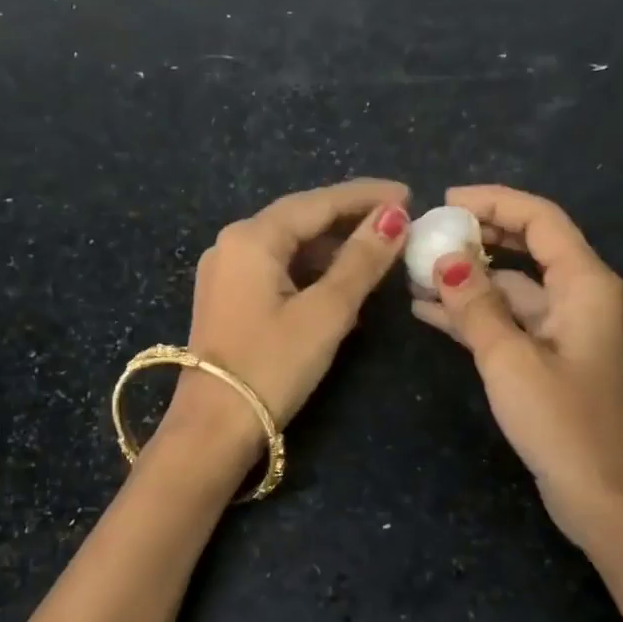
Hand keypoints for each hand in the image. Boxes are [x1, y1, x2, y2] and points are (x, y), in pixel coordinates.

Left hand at [157, 178, 411, 464]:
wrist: (214, 427)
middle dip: (350, 219)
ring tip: (378, 253)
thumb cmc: (272, 365)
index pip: (318, 202)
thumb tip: (394, 217)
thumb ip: (361, 261)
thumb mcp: (326, 312)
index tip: (409, 194)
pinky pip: (277, 270)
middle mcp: (232, 244)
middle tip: (399, 221)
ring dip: (332, 248)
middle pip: (301, 219)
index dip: (366, 196)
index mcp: (252, 238)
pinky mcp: (228, 299)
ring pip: (289, 246)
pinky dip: (311, 272)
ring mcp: (225, 272)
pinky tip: (341, 285)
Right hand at [412, 185, 622, 548]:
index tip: (445, 201)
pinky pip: (508, 320)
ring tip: (415, 273)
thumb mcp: (509, 359)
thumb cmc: (561, 422)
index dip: (494, 201)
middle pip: (527, 247)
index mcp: (585, 284)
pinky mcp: (549, 357)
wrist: (600, 495)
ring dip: (468, 279)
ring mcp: (564, 328)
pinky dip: (473, 313)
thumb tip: (444, 259)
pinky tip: (429, 312)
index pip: (540, 219)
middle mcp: (579, 296)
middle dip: (477, 236)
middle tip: (427, 235)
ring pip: (511, 286)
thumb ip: (475, 305)